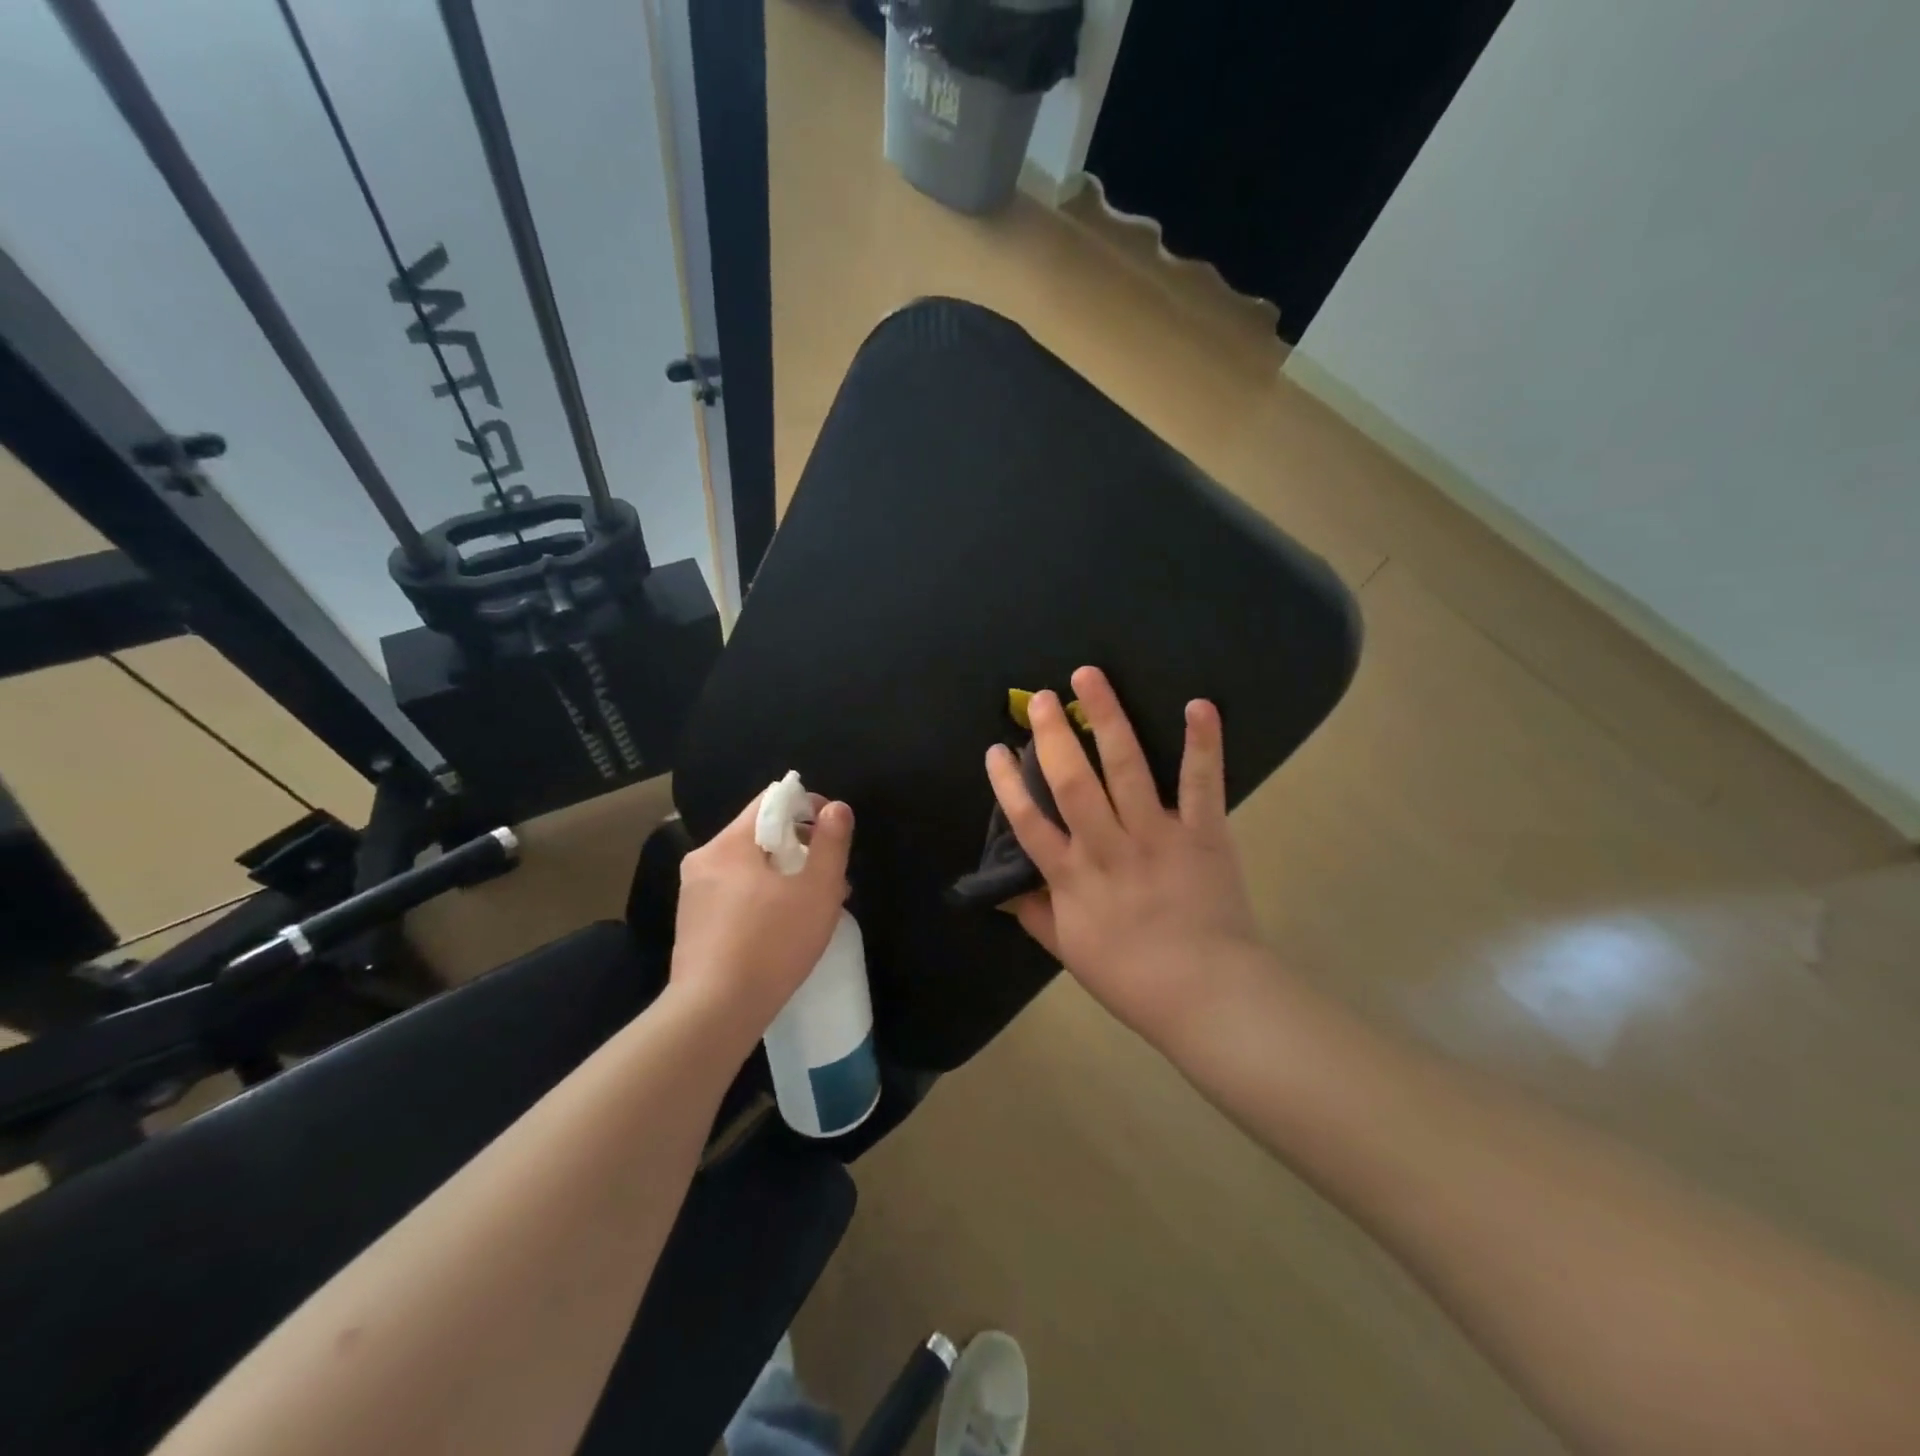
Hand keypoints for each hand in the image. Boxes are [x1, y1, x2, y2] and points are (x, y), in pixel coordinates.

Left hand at [671, 789, 853, 1040]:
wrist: (714, 1014)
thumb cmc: (771, 944)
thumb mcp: (817, 890)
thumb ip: (831, 843)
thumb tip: (836, 808)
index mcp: (729, 844)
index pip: (771, 801)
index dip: (808, 807)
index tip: (833, 833)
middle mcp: (704, 860)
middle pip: (760, 834)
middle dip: (801, 848)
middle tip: (831, 878)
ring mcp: (693, 894)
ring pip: (749, 867)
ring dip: (784, 876)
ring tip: (813, 907)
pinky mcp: (693, 925)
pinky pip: (734, 894)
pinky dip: (762, 898)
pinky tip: (783, 929)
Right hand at [985, 666, 1258, 1046]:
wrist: (1207, 997)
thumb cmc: (1131, 977)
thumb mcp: (1068, 951)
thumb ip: (1034, 913)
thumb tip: (1003, 890)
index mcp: (1072, 878)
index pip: (1028, 822)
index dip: (1007, 784)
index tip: (995, 749)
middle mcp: (1108, 847)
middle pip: (1071, 782)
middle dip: (1052, 736)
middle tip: (1041, 698)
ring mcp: (1157, 836)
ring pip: (1126, 768)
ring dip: (1107, 719)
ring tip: (1089, 676)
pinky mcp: (1203, 833)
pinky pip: (1202, 784)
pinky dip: (1202, 743)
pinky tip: (1198, 704)